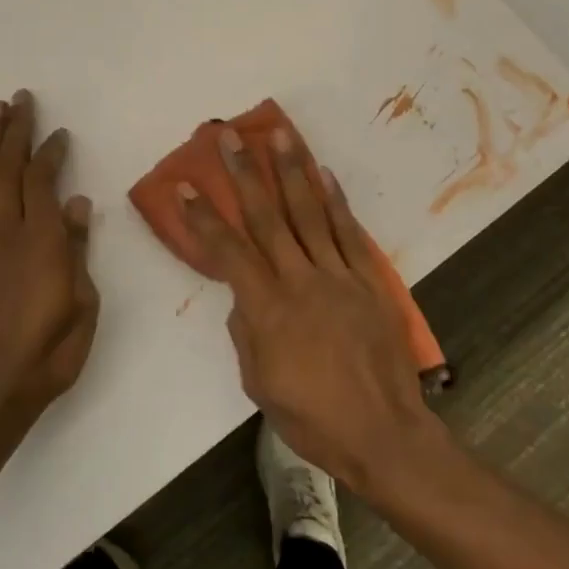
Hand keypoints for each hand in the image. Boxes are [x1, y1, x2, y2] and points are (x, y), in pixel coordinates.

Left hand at [0, 90, 99, 434]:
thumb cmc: (50, 352)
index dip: (49, 153)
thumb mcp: (83, 303)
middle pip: (6, 171)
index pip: (41, 182)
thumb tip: (78, 203)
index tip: (59, 133)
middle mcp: (3, 234)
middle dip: (13, 132)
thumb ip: (77, 249)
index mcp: (39, 242)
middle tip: (18, 99)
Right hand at [178, 124, 443, 493]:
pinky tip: (325, 174)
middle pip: (268, 217)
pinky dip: (336, 201)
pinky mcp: (369, 282)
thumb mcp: (259, 383)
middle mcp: (301, 281)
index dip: (204, 218)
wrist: (383, 434)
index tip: (186, 186)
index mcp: (267, 309)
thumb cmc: (313, 418)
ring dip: (293, 170)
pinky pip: (350, 234)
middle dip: (245, 173)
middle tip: (229, 136)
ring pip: (311, 213)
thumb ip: (247, 332)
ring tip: (279, 134)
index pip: (228, 252)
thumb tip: (245, 299)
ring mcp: (339, 277)